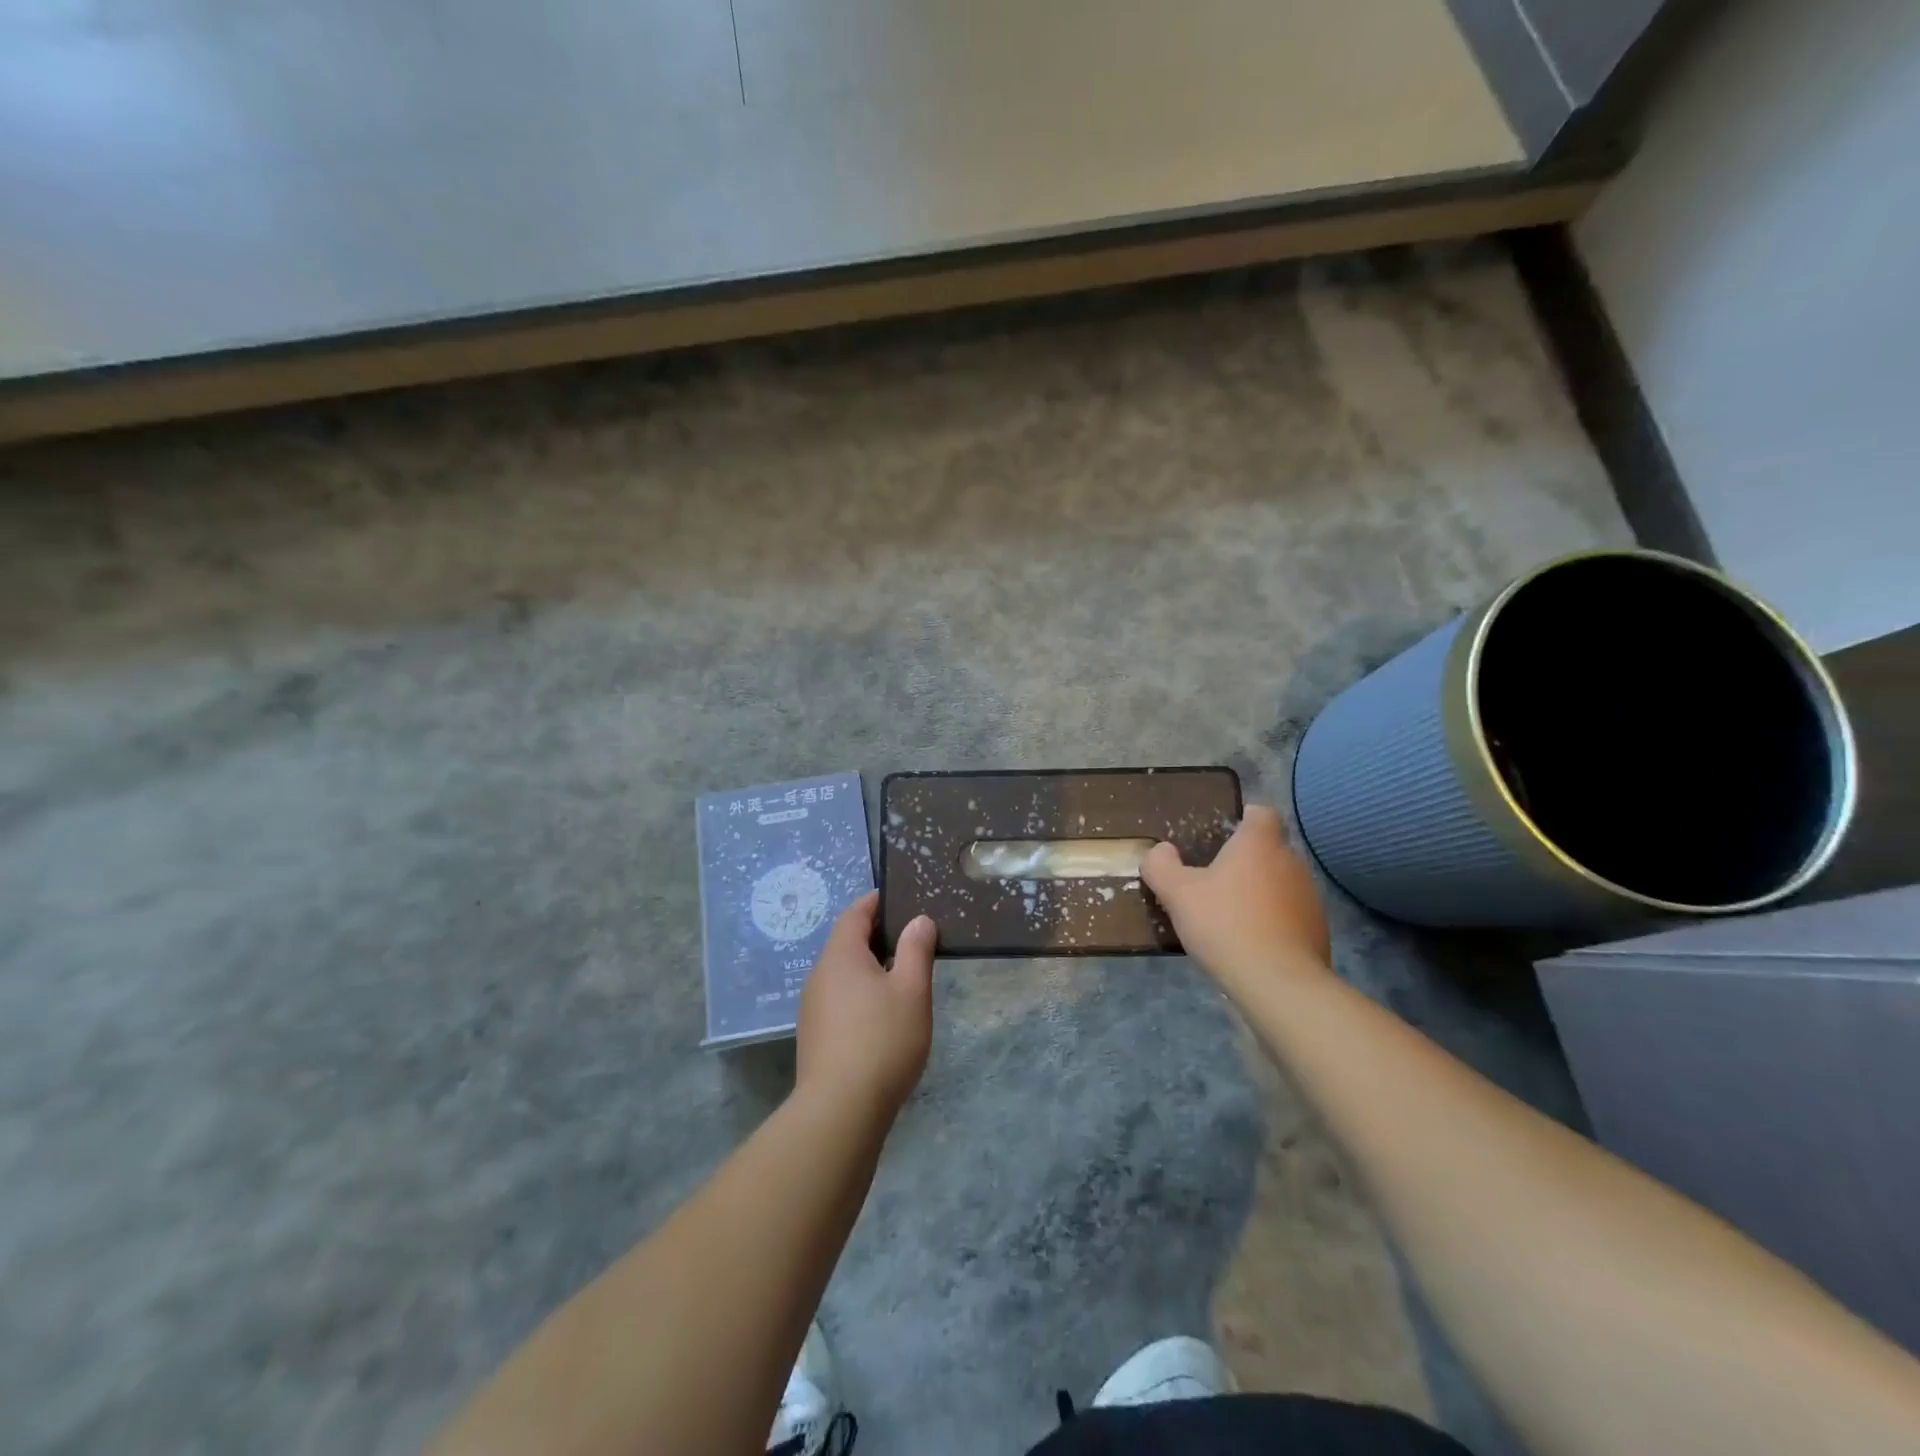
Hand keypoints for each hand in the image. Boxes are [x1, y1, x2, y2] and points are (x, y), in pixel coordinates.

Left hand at [796, 893, 937, 1118]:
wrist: (840, 1110)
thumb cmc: (881, 1040)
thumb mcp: (911, 990)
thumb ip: (916, 950)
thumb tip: (918, 920)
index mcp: (840, 955)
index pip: (855, 913)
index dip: (877, 903)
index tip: (901, 899)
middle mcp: (820, 974)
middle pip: (847, 942)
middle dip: (877, 935)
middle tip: (912, 937)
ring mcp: (813, 1006)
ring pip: (843, 973)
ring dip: (869, 967)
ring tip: (903, 975)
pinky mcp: (815, 1034)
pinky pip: (839, 998)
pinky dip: (860, 992)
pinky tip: (882, 1013)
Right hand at [1142, 804, 1331, 989]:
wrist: (1278, 984)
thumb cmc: (1225, 924)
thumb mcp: (1177, 893)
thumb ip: (1161, 866)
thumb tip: (1161, 851)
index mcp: (1259, 844)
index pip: (1261, 813)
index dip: (1242, 819)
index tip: (1220, 836)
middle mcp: (1291, 862)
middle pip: (1269, 850)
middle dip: (1244, 862)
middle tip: (1213, 881)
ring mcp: (1310, 898)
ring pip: (1280, 884)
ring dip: (1259, 893)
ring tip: (1230, 917)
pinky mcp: (1318, 931)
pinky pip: (1290, 916)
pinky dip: (1272, 923)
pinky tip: (1250, 944)